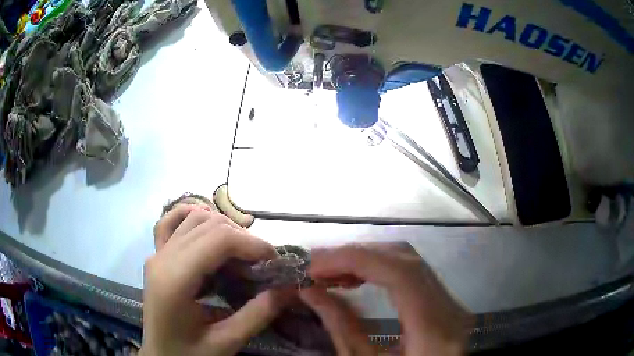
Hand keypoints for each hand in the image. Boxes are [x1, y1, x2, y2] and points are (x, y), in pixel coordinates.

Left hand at [141, 205, 289, 355]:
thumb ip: (257, 315)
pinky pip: (171, 222)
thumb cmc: (188, 354)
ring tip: (242, 253)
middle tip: (263, 263)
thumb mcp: (226, 342)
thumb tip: (288, 288)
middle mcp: (162, 258)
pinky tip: (208, 228)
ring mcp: (156, 253)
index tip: (274, 261)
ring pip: (193, 218)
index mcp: (175, 279)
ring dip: (224, 228)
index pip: (218, 239)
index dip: (252, 244)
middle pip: (208, 224)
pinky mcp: (156, 256)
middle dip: (243, 238)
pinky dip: (192, 216)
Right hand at [300, 243, 470, 354]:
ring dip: (367, 259)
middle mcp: (450, 310)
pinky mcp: (445, 303)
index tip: (313, 265)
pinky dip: (380, 267)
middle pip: (405, 259)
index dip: (354, 260)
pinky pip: (413, 271)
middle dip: (355, 256)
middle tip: (316, 265)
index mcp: (433, 332)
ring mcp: (451, 303)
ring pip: (410, 260)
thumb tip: (310, 291)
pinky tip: (357, 276)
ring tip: (330, 270)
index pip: (400, 274)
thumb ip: (341, 330)